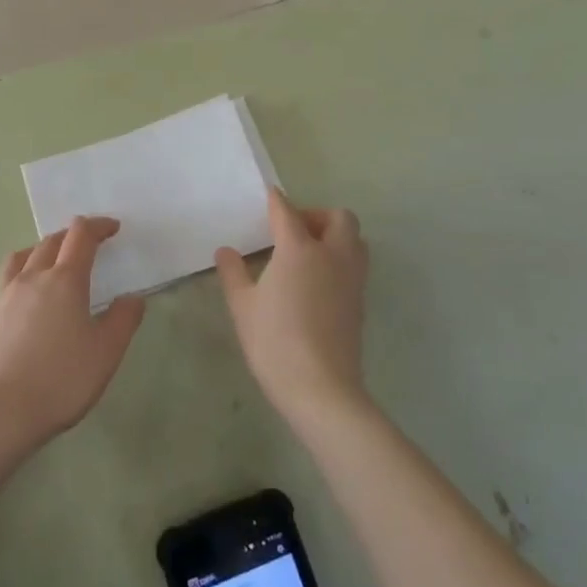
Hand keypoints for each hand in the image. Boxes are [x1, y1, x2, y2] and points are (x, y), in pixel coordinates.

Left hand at [0, 217, 144, 460]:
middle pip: (52, 240)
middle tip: (89, 245)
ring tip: (55, 261)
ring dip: (45, 248)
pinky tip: (28, 292)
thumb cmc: (58, 380)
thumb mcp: (105, 354)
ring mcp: (6, 293)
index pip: (81, 235)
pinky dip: (25, 268)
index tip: (113, 228)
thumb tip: (133, 298)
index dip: (98, 226)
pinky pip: (9, 274)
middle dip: (74, 236)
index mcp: (65, 279)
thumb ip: (123, 321)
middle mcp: (33, 276)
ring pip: (26, 254)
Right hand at [216, 188, 369, 432]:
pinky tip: (316, 282)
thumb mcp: (243, 306)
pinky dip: (340, 260)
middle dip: (317, 215)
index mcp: (299, 249)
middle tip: (293, 231)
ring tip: (307, 254)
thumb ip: (233, 273)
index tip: (268, 197)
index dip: (276, 201)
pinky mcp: (360, 302)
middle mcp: (332, 255)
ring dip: (335, 236)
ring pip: (354, 240)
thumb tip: (226, 251)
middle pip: (338, 218)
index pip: (287, 212)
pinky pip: (355, 264)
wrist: (322, 389)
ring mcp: (351, 279)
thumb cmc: (275, 342)